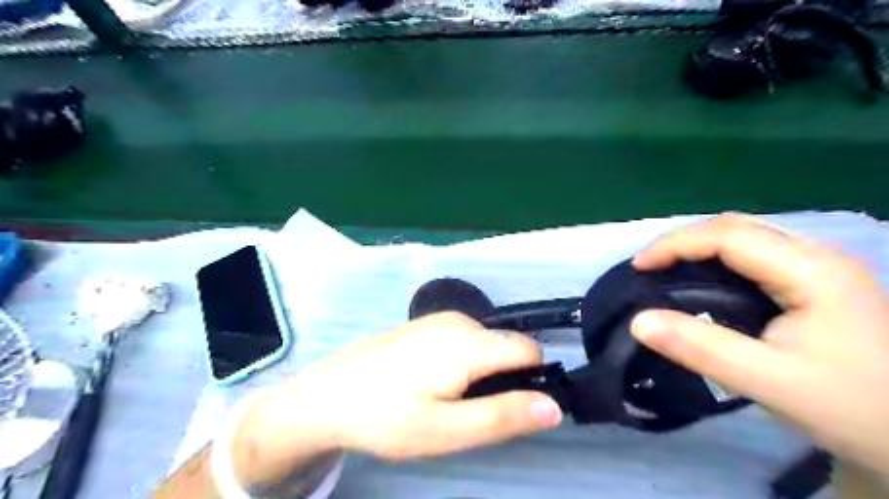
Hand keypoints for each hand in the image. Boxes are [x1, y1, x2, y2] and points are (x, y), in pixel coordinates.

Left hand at [232, 313, 557, 483]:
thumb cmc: (388, 416)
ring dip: (481, 374)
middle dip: (503, 381)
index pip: (529, 350)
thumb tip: (555, 406)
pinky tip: (430, 384)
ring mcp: (440, 320)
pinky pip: (464, 341)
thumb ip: (504, 416)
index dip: (532, 380)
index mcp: (470, 342)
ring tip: (445, 402)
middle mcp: (460, 321)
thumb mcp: (448, 429)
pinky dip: (463, 363)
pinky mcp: (426, 325)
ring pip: (485, 346)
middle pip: (506, 348)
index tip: (508, 410)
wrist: (328, 395)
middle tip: (467, 415)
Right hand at [627, 212, 888, 474]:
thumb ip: (701, 349)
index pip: (727, 235)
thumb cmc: (854, 407)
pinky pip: (756, 253)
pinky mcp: (820, 281)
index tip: (638, 267)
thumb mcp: (770, 383)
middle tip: (650, 269)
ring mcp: (822, 266)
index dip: (674, 244)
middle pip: (736, 226)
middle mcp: (818, 255)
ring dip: (700, 247)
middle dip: (684, 241)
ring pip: (746, 235)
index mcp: (810, 271)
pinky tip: (707, 282)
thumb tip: (637, 321)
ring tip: (669, 272)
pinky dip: (719, 259)